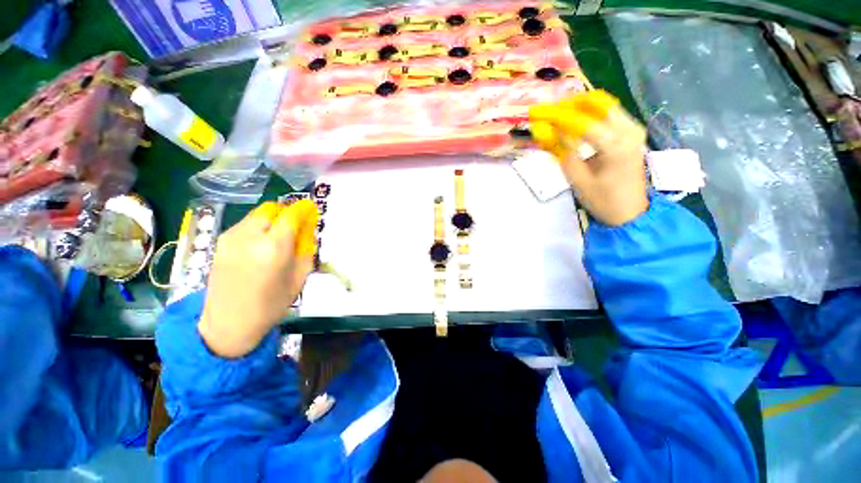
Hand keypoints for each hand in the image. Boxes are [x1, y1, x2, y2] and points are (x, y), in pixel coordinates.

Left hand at [198, 200, 318, 357]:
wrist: (228, 322)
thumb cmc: (271, 304)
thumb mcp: (300, 277)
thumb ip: (306, 248)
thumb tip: (308, 229)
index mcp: (273, 247)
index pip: (291, 215)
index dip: (304, 209)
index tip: (312, 209)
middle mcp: (250, 236)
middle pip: (272, 209)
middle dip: (287, 212)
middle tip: (296, 225)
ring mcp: (231, 237)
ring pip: (257, 214)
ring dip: (273, 219)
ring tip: (280, 236)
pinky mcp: (220, 242)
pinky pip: (245, 224)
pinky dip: (259, 226)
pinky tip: (262, 244)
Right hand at [529, 90, 648, 225]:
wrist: (631, 212)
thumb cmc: (602, 200)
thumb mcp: (577, 179)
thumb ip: (562, 152)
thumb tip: (544, 131)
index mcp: (615, 145)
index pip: (581, 123)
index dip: (557, 117)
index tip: (537, 113)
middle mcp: (629, 130)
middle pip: (597, 104)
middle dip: (570, 105)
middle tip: (549, 112)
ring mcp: (634, 128)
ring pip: (604, 105)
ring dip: (580, 107)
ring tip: (558, 116)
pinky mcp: (632, 132)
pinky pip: (609, 114)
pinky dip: (590, 114)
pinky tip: (575, 122)